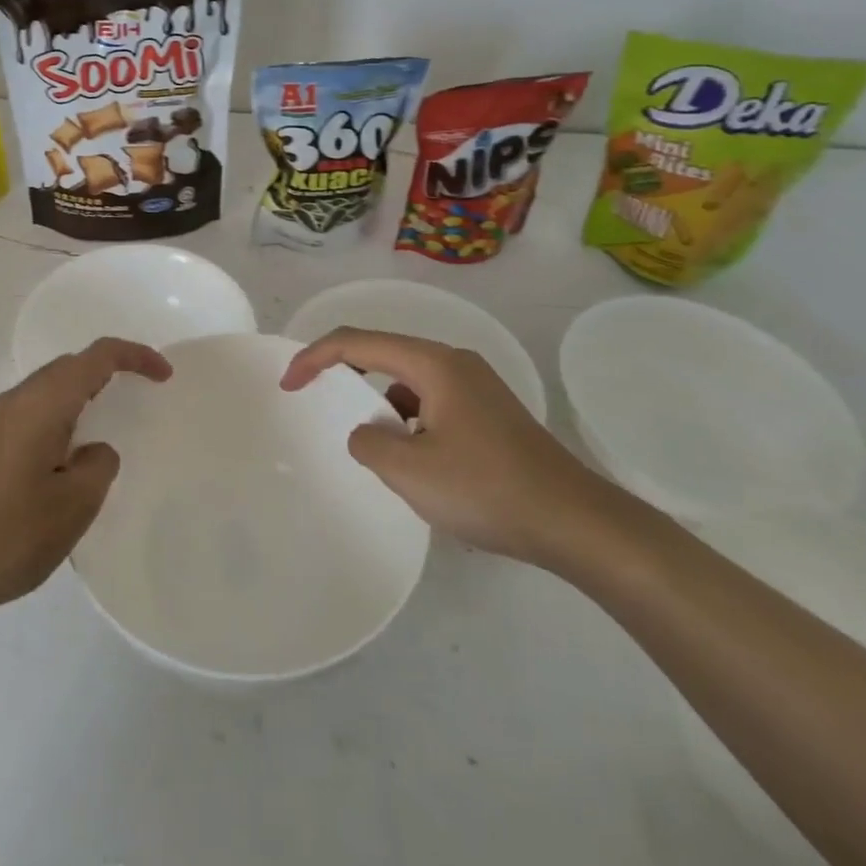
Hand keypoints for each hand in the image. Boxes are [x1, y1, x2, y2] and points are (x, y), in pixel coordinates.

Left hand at [0, 338, 170, 629]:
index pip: (95, 357)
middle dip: (108, 371)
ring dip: (82, 396)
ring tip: (106, 428)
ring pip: (47, 391)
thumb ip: (98, 467)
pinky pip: (31, 414)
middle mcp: (13, 402)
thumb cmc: (2, 536)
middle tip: (139, 397)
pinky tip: (63, 461)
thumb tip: (94, 450)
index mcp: (40, 405)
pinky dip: (60, 419)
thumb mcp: (71, 508)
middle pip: (69, 367)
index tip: (164, 377)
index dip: (134, 357)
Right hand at [280, 327, 609, 564]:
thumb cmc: (487, 489)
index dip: (315, 357)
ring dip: (383, 407)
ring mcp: (477, 388)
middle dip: (347, 377)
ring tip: (381, 453)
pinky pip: (433, 405)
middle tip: (319, 403)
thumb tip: (368, 432)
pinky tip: (420, 465)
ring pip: (409, 383)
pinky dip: (411, 423)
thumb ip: (368, 442)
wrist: (577, 523)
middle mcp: (455, 363)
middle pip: (384, 355)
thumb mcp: (410, 471)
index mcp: (434, 363)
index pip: (358, 342)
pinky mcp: (490, 414)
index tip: (288, 385)